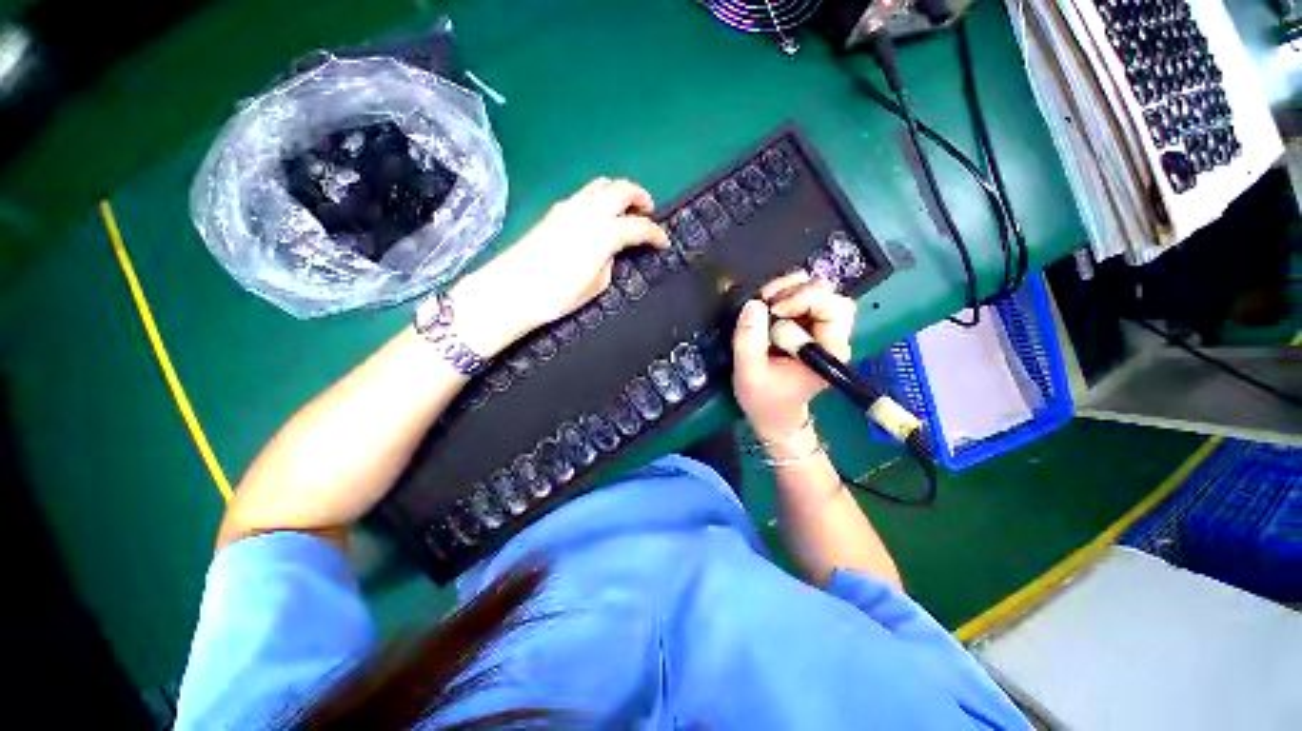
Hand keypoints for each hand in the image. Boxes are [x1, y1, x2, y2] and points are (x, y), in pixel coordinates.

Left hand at [452, 178, 668, 355]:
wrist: (512, 289)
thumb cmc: (558, 294)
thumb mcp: (596, 285)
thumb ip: (609, 261)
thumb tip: (611, 251)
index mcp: (604, 232)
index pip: (639, 226)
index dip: (656, 233)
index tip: (664, 242)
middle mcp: (589, 211)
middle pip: (621, 189)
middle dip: (640, 196)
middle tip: (649, 210)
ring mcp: (569, 207)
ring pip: (601, 185)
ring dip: (619, 192)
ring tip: (626, 209)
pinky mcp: (554, 211)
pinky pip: (584, 194)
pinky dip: (600, 198)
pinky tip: (600, 216)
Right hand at [732, 272, 855, 440]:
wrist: (773, 416)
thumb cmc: (765, 400)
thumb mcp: (749, 373)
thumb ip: (749, 340)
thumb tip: (754, 304)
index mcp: (829, 351)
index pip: (833, 308)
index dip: (804, 299)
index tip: (773, 310)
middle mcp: (832, 337)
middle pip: (830, 295)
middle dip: (797, 290)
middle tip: (768, 301)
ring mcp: (821, 331)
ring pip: (817, 293)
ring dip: (789, 290)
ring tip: (765, 302)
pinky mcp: (808, 329)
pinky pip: (803, 300)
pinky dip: (784, 296)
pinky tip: (767, 307)